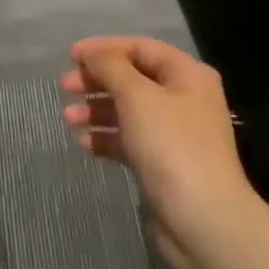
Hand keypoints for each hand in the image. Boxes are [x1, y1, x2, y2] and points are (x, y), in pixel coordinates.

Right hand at [62, 36, 254, 268]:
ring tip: (68, 119)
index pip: (140, 48)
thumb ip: (111, 67)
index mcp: (187, 75)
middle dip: (97, 80)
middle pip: (133, 78)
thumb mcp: (138, 97)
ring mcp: (174, 133)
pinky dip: (107, 138)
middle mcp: (184, 99)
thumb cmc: (172, 147)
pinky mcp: (163, 164)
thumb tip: (93, 53)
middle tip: (65, 87)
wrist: (203, 221)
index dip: (104, 48)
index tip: (70, 56)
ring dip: (96, 109)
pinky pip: (129, 140)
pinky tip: (85, 144)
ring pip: (128, 110)